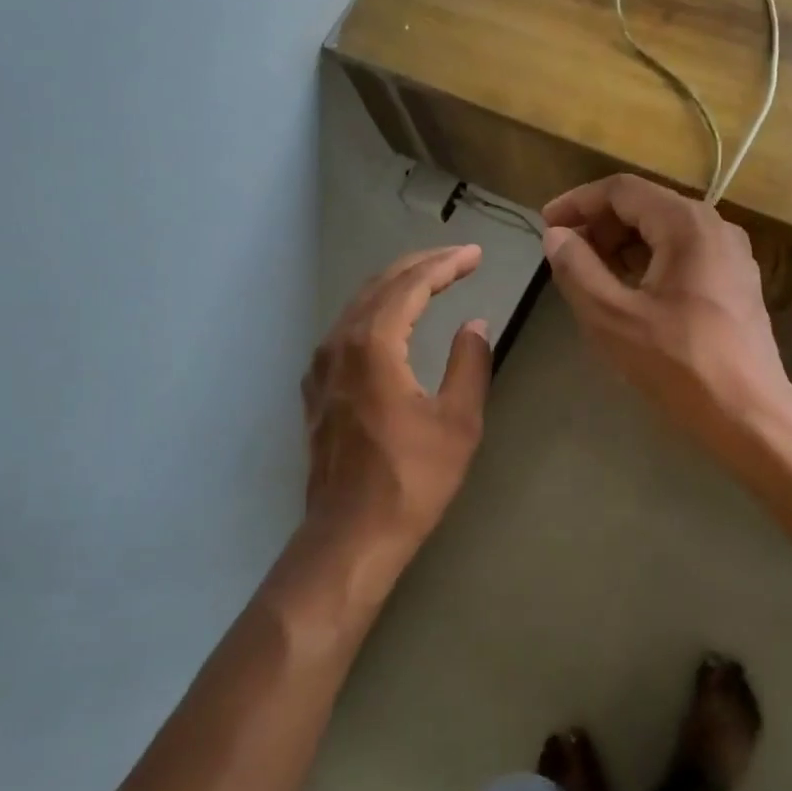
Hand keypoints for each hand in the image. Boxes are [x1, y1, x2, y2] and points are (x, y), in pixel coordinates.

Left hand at [301, 245, 491, 550]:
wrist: (351, 535)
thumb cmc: (411, 480)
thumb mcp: (457, 422)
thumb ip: (469, 364)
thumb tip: (475, 325)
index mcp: (373, 344)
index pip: (411, 285)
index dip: (445, 265)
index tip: (475, 255)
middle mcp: (339, 343)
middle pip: (380, 285)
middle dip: (421, 266)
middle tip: (458, 259)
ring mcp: (321, 366)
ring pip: (359, 305)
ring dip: (397, 286)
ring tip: (432, 280)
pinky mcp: (316, 388)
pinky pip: (346, 330)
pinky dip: (376, 312)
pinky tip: (393, 321)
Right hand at [542, 175, 791, 470]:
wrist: (750, 415)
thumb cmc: (678, 364)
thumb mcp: (612, 317)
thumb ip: (577, 269)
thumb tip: (557, 236)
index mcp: (686, 224)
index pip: (621, 190)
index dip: (577, 202)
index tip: (546, 225)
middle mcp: (715, 226)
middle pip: (645, 206)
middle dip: (600, 225)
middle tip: (566, 256)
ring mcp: (732, 254)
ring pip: (665, 231)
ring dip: (622, 245)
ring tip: (591, 276)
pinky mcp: (736, 282)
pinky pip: (684, 254)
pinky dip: (649, 262)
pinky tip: (630, 294)